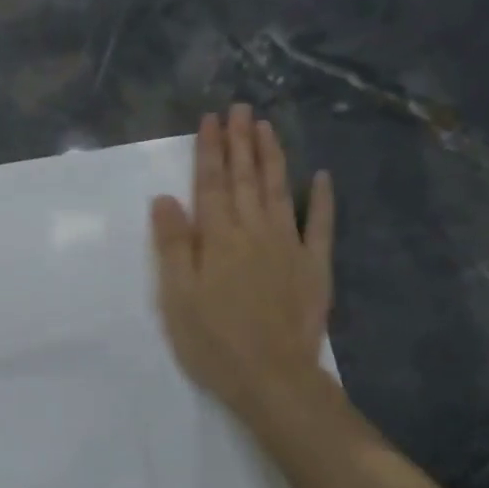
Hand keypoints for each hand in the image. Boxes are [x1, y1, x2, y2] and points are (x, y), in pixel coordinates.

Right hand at [150, 105, 337, 430]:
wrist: (273, 379)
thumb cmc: (213, 340)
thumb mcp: (177, 296)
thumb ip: (173, 245)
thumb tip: (165, 198)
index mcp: (218, 238)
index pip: (211, 183)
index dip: (210, 150)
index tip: (210, 119)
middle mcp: (254, 231)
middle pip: (246, 178)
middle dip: (241, 141)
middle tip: (240, 108)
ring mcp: (289, 247)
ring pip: (280, 191)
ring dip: (273, 157)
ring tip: (267, 127)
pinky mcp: (315, 268)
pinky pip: (321, 226)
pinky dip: (323, 200)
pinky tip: (323, 177)